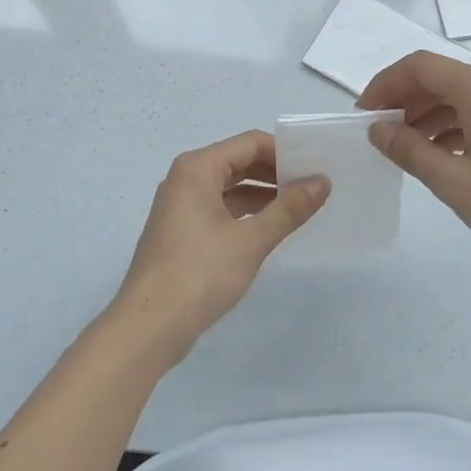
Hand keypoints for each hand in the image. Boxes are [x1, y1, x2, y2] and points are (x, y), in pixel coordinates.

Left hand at [103, 131, 328, 366]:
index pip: (250, 143)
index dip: (285, 153)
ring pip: (230, 187)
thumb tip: (323, 182)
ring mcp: (181, 206)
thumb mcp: (251, 241)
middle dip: (276, 172)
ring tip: (301, 207)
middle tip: (315, 187)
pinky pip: (220, 208)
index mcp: (197, 169)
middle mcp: (186, 179)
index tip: (317, 169)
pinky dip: (247, 213)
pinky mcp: (182, 232)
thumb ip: (289, 209)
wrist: (148, 327)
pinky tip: (271, 228)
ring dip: (264, 194)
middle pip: (239, 161)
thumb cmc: (199, 275)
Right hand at [359, 51, 470, 273]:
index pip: (420, 65)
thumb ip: (409, 149)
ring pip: (457, 96)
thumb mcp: (452, 180)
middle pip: (439, 77)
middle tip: (378, 132)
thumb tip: (377, 129)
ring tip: (402, 148)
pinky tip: (436, 155)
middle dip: (403, 99)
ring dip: (425, 114)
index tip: (364, 114)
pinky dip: (449, 126)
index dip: (385, 84)